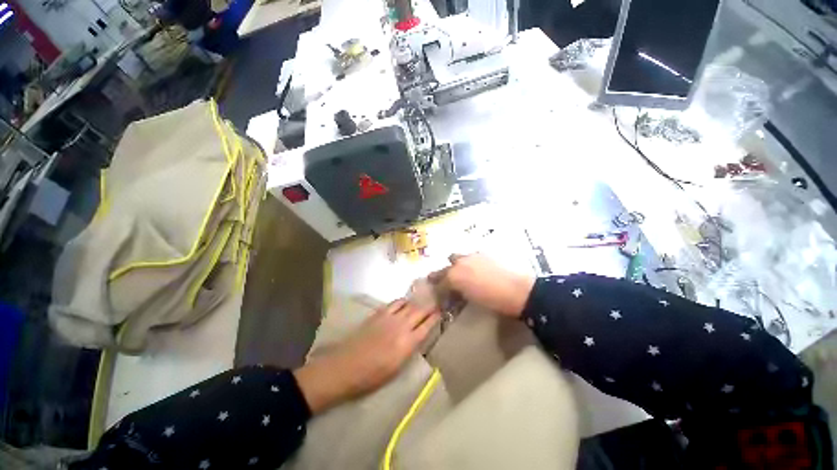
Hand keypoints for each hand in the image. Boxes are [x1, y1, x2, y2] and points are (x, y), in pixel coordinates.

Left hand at [294, 299, 439, 413]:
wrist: (345, 367)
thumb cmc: (372, 376)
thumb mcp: (397, 368)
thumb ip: (410, 349)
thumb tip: (419, 337)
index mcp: (407, 343)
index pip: (427, 325)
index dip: (436, 317)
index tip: (442, 312)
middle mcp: (402, 326)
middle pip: (420, 311)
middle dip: (430, 306)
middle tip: (437, 302)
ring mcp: (389, 317)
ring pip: (409, 304)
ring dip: (418, 302)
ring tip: (423, 301)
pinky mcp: (379, 314)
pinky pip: (395, 303)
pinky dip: (403, 301)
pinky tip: (405, 303)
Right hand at [429, 254, 534, 317]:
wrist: (518, 290)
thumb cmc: (493, 300)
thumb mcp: (471, 299)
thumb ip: (458, 292)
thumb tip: (453, 292)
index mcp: (454, 277)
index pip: (439, 283)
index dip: (438, 290)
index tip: (440, 295)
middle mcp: (459, 263)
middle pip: (444, 268)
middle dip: (443, 275)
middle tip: (449, 283)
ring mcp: (471, 256)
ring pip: (456, 257)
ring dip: (456, 265)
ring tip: (464, 273)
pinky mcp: (483, 252)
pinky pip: (470, 256)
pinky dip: (470, 262)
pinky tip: (478, 268)